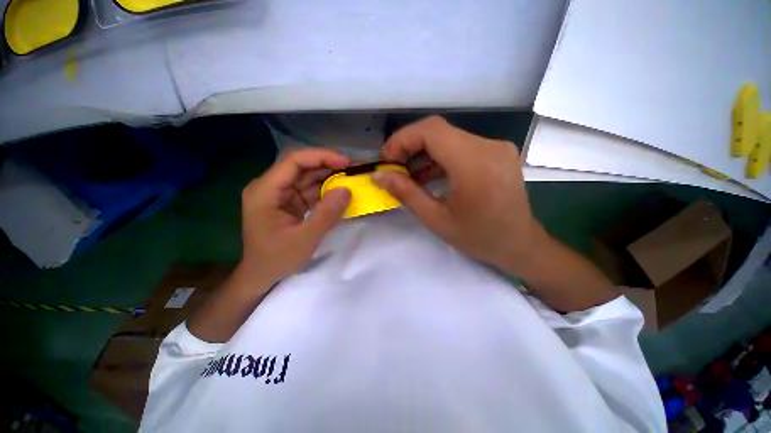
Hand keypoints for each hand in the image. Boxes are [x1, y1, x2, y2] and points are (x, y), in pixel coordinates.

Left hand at [239, 149, 351, 286]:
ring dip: (330, 176)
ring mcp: (280, 194)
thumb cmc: (277, 259)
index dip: (321, 157)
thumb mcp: (305, 239)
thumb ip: (327, 214)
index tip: (345, 162)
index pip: (294, 161)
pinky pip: (310, 190)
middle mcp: (271, 187)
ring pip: (308, 177)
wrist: (261, 276)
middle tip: (354, 168)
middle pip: (302, 166)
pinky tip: (341, 190)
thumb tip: (347, 190)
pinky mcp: (290, 202)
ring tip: (352, 176)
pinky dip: (326, 190)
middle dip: (329, 165)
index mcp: (265, 191)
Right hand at [375, 116, 542, 274]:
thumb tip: (379, 176)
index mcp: (474, 164)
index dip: (402, 139)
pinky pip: (461, 146)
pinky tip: (429, 175)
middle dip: (409, 146)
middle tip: (394, 168)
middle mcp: (489, 147)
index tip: (387, 159)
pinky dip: (440, 157)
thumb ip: (406, 193)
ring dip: (424, 153)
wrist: (519, 244)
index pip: (431, 131)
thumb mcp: (436, 220)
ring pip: (448, 137)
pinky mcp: (497, 152)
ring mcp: (496, 147)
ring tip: (409, 175)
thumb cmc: (478, 238)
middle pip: (438, 131)